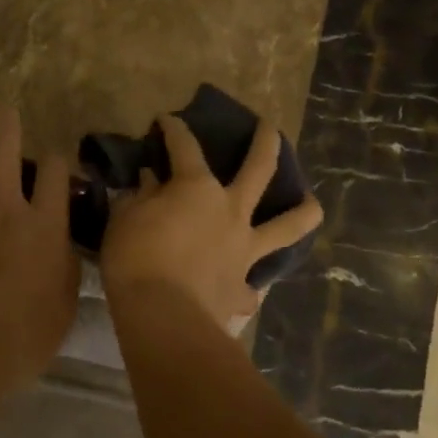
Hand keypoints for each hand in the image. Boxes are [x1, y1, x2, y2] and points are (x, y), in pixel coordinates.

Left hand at [0, 103, 79, 410]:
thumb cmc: (16, 344)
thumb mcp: (63, 308)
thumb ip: (68, 265)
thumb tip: (65, 240)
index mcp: (44, 224)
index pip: (56, 169)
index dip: (58, 158)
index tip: (54, 162)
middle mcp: (3, 203)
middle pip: (7, 141)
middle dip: (6, 119)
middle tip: (1, 110)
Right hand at [100, 114, 322, 331]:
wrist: (164, 317)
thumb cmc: (137, 259)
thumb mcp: (125, 219)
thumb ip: (141, 196)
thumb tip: (150, 179)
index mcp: (197, 188)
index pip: (185, 147)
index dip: (175, 129)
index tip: (167, 119)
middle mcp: (230, 211)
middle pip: (259, 168)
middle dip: (267, 142)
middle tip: (272, 128)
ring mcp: (244, 249)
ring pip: (287, 225)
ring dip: (303, 211)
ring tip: (312, 203)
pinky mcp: (245, 288)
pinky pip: (254, 284)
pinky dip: (251, 283)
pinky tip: (249, 286)